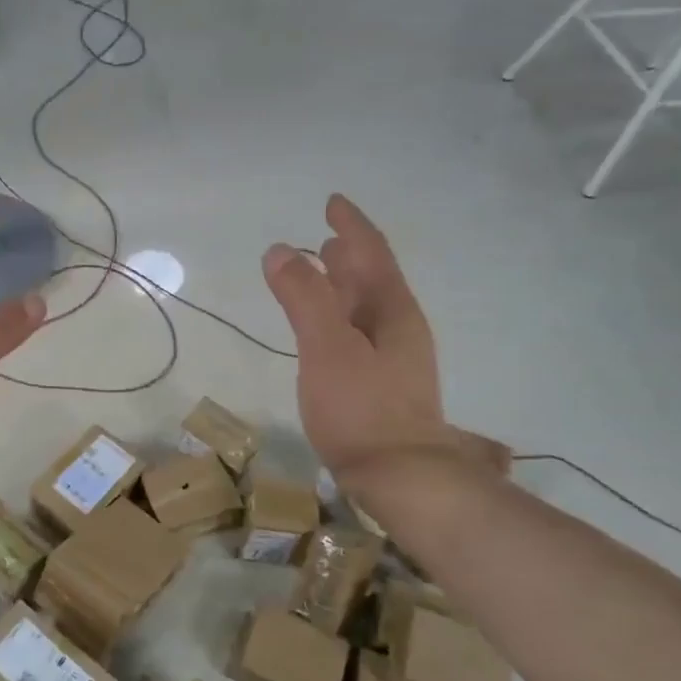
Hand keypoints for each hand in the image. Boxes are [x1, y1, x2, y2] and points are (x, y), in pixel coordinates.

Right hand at [262, 195, 505, 489]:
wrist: (399, 477)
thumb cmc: (361, 408)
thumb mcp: (326, 347)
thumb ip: (304, 297)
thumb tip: (280, 249)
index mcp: (391, 311)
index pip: (372, 254)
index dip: (351, 226)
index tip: (333, 203)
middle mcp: (399, 328)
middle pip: (373, 279)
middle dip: (350, 256)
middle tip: (326, 239)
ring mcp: (394, 359)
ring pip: (367, 309)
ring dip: (345, 287)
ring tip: (323, 274)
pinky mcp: (382, 386)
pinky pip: (359, 334)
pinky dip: (340, 318)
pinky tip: (327, 334)